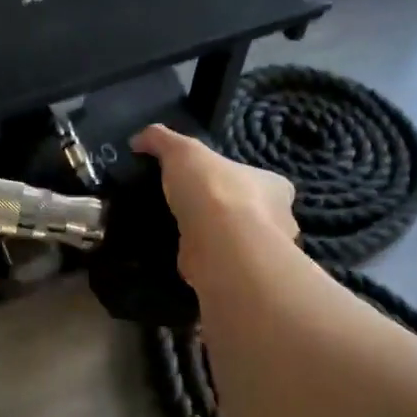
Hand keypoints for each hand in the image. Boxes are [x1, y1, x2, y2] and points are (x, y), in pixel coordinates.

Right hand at [131, 124, 296, 280]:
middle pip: (255, 214)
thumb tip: (137, 140)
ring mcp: (262, 254)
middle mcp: (279, 221)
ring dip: (218, 241)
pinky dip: (206, 263)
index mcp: (275, 187)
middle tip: (195, 210)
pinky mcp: (242, 277)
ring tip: (184, 235)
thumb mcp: (182, 150)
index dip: (241, 181)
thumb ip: (162, 141)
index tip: (215, 184)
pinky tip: (182, 257)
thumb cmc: (213, 190)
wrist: (220, 245)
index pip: (265, 182)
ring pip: (240, 244)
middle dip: (231, 214)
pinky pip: (223, 266)